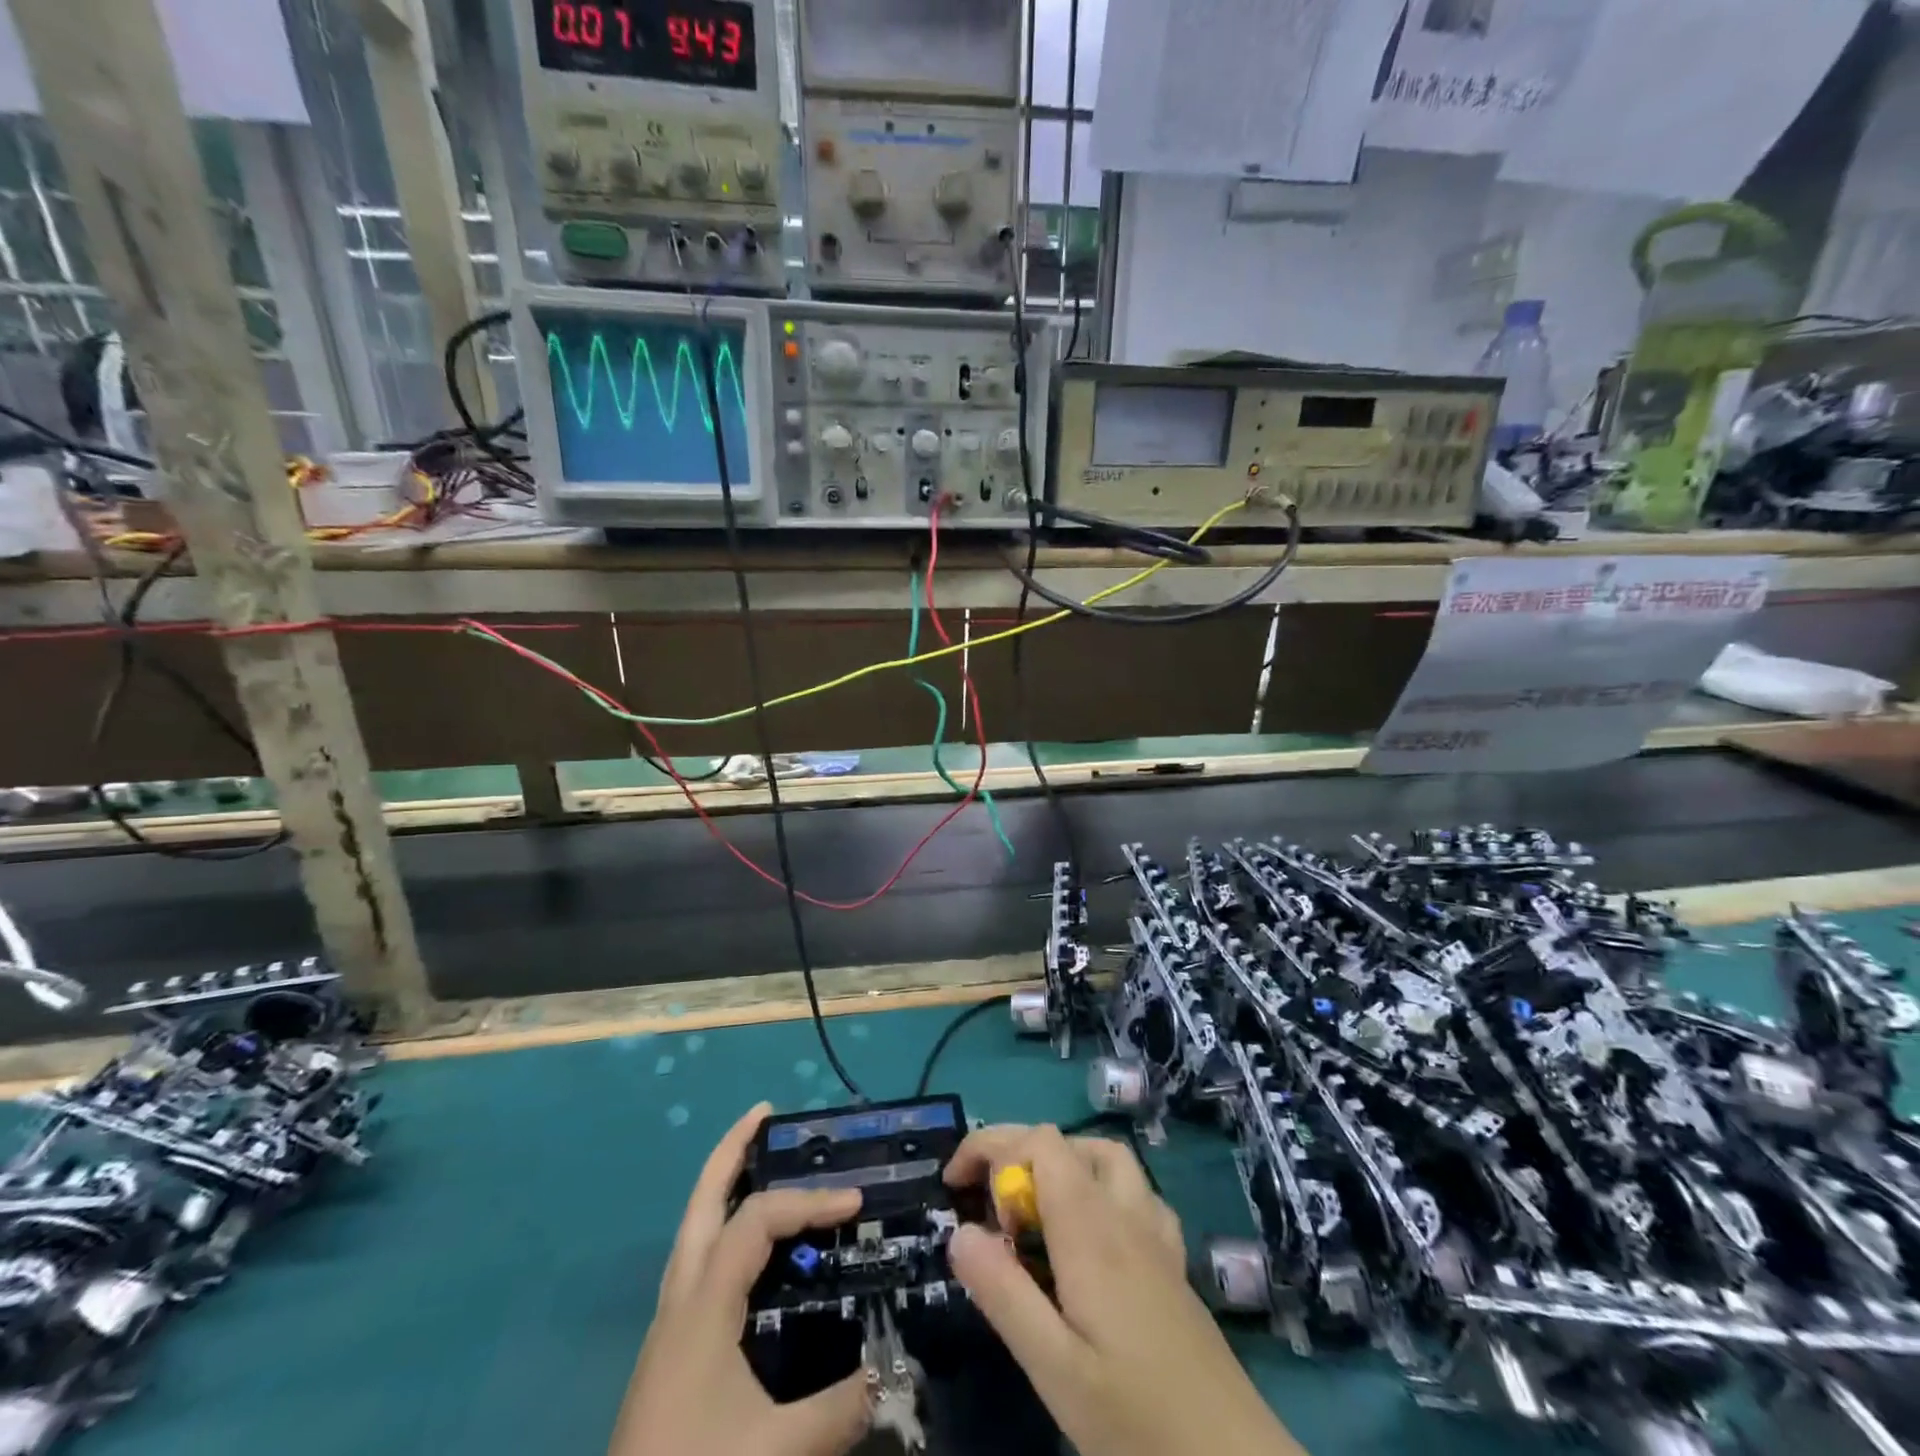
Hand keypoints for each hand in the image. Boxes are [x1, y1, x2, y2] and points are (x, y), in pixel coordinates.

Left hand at [608, 1103, 871, 1455]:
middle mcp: (680, 1298)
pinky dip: (724, 1228)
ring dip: (724, 1184)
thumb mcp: (776, 1455)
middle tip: (766, 1114)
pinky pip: (699, 1260)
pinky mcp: (670, 1350)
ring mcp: (669, 1323)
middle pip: (702, 1201)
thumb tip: (896, 1373)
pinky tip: (749, 1248)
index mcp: (702, 1304)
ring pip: (694, 1229)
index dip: (809, 1201)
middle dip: (732, 1151)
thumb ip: (841, 1410)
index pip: (759, 1220)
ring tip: (759, 1158)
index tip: (855, 1204)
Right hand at [944, 1124, 1303, 1455]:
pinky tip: (1091, 1235)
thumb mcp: (1054, 1368)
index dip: (990, 1146)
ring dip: (1062, 1163)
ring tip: (1032, 1210)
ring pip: (1106, 1159)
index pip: (1037, 1143)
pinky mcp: (1174, 1261)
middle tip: (985, 1204)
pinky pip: (1136, 1193)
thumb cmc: (1137, 1419)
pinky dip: (1101, 1189)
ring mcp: (1156, 1234)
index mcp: (1090, 1228)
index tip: (954, 1185)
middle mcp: (1124, 1213)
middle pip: (1067, 1143)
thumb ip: (1003, 1294)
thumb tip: (958, 1231)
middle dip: (1017, 1153)